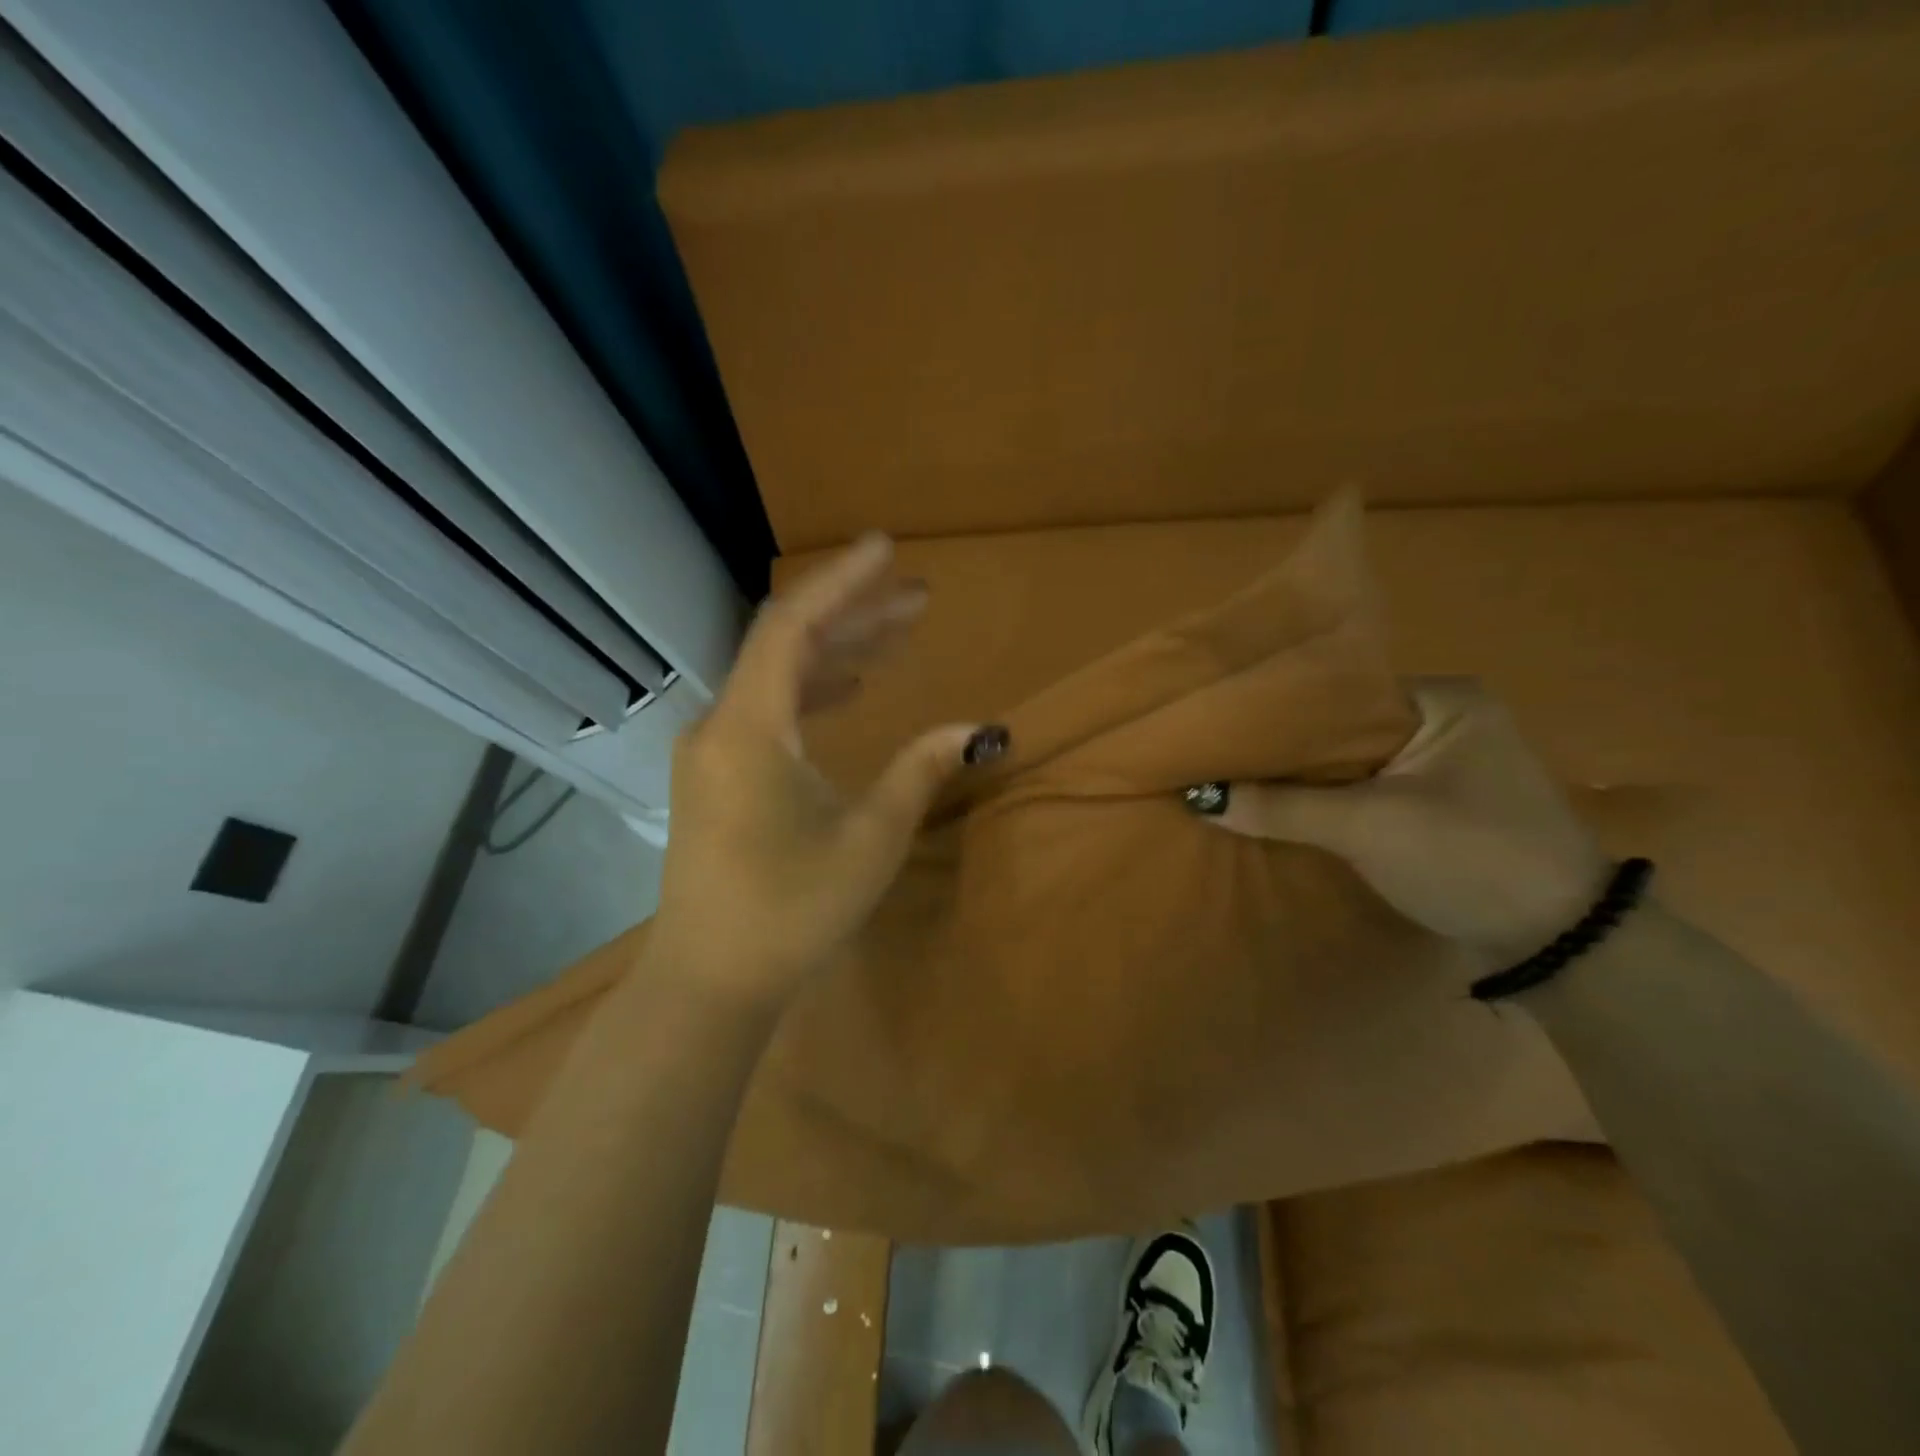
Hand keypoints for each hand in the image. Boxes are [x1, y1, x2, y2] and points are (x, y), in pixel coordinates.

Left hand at [647, 534, 1007, 1012]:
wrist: (710, 981)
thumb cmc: (791, 910)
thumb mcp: (871, 839)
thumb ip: (920, 771)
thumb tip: (977, 728)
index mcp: (750, 726)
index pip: (793, 624)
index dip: (842, 580)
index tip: (886, 548)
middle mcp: (721, 723)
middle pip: (788, 644)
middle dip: (855, 615)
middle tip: (918, 597)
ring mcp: (714, 750)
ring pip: (779, 677)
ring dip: (838, 653)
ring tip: (898, 636)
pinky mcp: (718, 775)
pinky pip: (769, 710)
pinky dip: (814, 691)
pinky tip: (852, 691)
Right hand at [1198, 678, 1609, 967]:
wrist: (1563, 946)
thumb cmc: (1471, 859)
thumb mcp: (1368, 828)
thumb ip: (1282, 807)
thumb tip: (1198, 795)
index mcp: (1443, 699)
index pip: (1339, 691)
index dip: (1279, 711)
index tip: (1222, 726)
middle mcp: (1445, 719)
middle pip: (1342, 727)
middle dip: (1286, 748)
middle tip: (1218, 755)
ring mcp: (1443, 764)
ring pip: (1350, 762)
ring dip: (1303, 778)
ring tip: (1235, 778)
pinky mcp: (1436, 804)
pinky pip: (1365, 789)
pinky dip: (1327, 799)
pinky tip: (1280, 806)